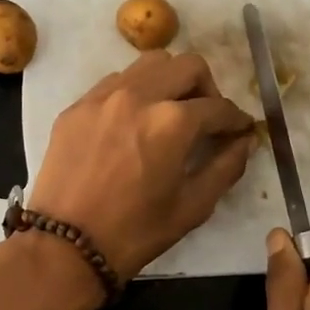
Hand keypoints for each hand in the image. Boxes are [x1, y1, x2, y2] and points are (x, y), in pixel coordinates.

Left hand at [27, 50, 254, 280]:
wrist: (65, 244)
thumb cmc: (135, 231)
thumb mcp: (192, 206)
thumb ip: (226, 167)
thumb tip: (244, 141)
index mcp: (172, 122)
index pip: (218, 107)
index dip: (237, 119)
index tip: (241, 130)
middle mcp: (139, 95)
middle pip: (188, 66)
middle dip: (207, 88)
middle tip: (207, 117)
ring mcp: (103, 96)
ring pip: (149, 65)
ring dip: (170, 81)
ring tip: (170, 111)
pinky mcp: (77, 106)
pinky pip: (115, 81)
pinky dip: (135, 91)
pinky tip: (133, 121)